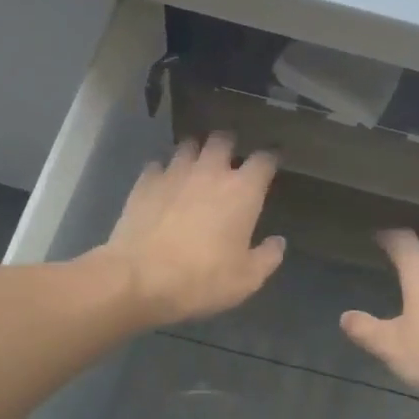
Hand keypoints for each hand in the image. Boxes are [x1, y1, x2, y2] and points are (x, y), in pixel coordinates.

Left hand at [94, 134, 284, 327]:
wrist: (140, 279)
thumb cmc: (202, 279)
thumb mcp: (246, 279)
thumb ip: (267, 257)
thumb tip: (278, 242)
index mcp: (242, 191)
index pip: (264, 160)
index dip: (270, 159)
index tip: (271, 163)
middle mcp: (210, 171)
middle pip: (222, 140)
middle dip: (228, 145)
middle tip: (229, 160)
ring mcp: (174, 173)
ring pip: (188, 146)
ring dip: (195, 153)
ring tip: (195, 167)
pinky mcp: (145, 182)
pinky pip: (157, 165)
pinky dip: (163, 172)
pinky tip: (163, 185)